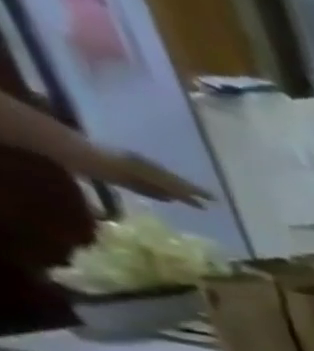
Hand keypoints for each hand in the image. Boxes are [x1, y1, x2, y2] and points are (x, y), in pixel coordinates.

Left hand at [93, 149, 210, 204]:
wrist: (62, 147)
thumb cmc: (93, 161)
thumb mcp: (122, 171)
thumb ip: (148, 185)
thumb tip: (175, 196)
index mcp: (147, 168)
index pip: (176, 182)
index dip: (194, 191)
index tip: (214, 200)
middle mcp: (143, 168)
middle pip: (171, 182)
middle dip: (189, 192)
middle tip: (208, 203)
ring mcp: (130, 170)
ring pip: (161, 183)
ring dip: (176, 192)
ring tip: (192, 202)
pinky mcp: (119, 175)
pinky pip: (146, 185)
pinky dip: (159, 192)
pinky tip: (166, 198)